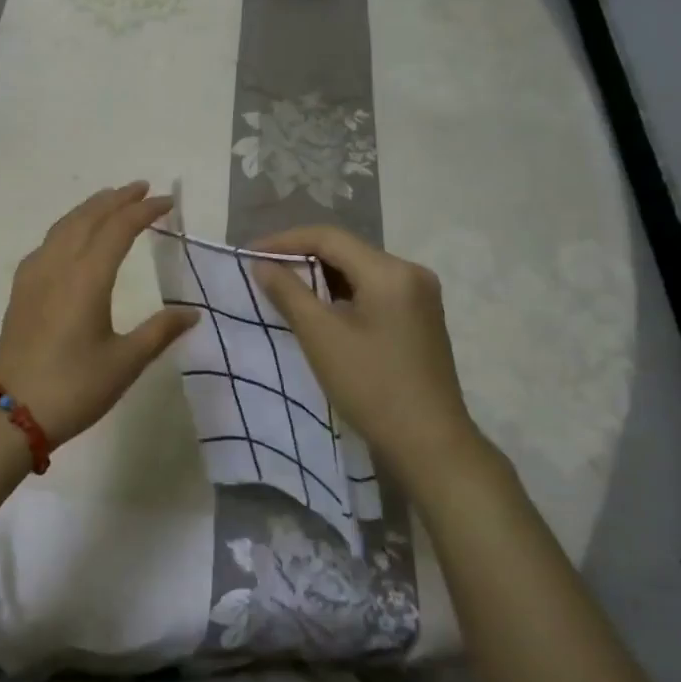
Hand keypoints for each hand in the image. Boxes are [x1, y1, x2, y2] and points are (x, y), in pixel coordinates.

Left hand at [0, 183, 199, 443]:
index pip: (119, 228)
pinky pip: (47, 242)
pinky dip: (67, 227)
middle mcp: (58, 266)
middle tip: (142, 188)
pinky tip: (72, 237)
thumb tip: (192, 312)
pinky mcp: (21, 290)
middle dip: (116, 199)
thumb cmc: (75, 388)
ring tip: (110, 200)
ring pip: (63, 226)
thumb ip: (159, 331)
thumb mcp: (125, 362)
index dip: (144, 210)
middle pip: (88, 217)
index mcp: (87, 278)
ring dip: (90, 208)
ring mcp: (34, 275)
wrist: (11, 413)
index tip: (168, 202)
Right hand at [251, 225, 483, 475]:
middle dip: (303, 257)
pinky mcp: (420, 318)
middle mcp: (411, 273)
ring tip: (284, 289)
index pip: (329, 237)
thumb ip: (288, 293)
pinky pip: (374, 291)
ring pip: (360, 271)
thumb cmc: (371, 386)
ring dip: (322, 277)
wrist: (430, 443)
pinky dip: (343, 294)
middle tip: (264, 271)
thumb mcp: (321, 337)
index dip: (285, 241)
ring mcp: (421, 296)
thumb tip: (262, 264)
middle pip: (347, 251)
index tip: (251, 253)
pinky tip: (320, 309)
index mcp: (390, 271)